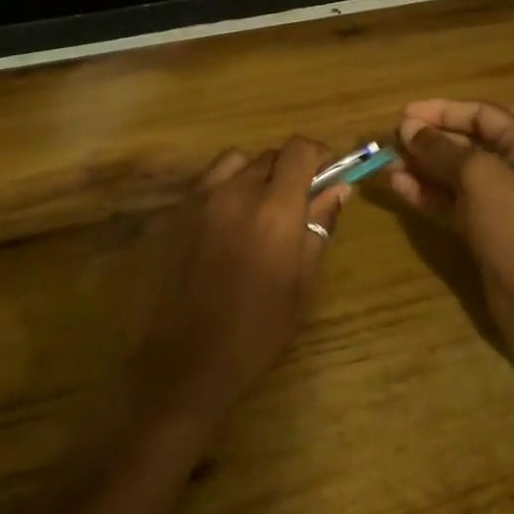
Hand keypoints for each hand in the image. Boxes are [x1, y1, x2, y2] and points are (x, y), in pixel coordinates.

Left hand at [132, 138, 348, 427]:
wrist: (185, 362)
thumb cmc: (257, 330)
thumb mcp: (301, 283)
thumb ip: (319, 226)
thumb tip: (338, 188)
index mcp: (275, 209)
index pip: (300, 150)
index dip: (318, 155)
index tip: (327, 172)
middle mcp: (236, 192)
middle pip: (270, 155)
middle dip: (289, 170)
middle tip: (297, 203)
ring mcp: (200, 199)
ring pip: (236, 162)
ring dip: (254, 174)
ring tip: (258, 208)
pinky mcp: (175, 213)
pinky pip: (207, 182)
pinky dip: (225, 188)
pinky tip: (226, 223)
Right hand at [390, 99, 513, 392]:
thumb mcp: (481, 177)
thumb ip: (442, 150)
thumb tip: (409, 127)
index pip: (481, 114)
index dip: (442, 111)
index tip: (403, 116)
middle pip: (467, 145)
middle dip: (428, 142)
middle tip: (388, 142)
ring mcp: (502, 206)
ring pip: (455, 178)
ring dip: (421, 169)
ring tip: (384, 165)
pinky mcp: (487, 236)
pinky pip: (452, 206)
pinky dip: (427, 196)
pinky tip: (398, 188)